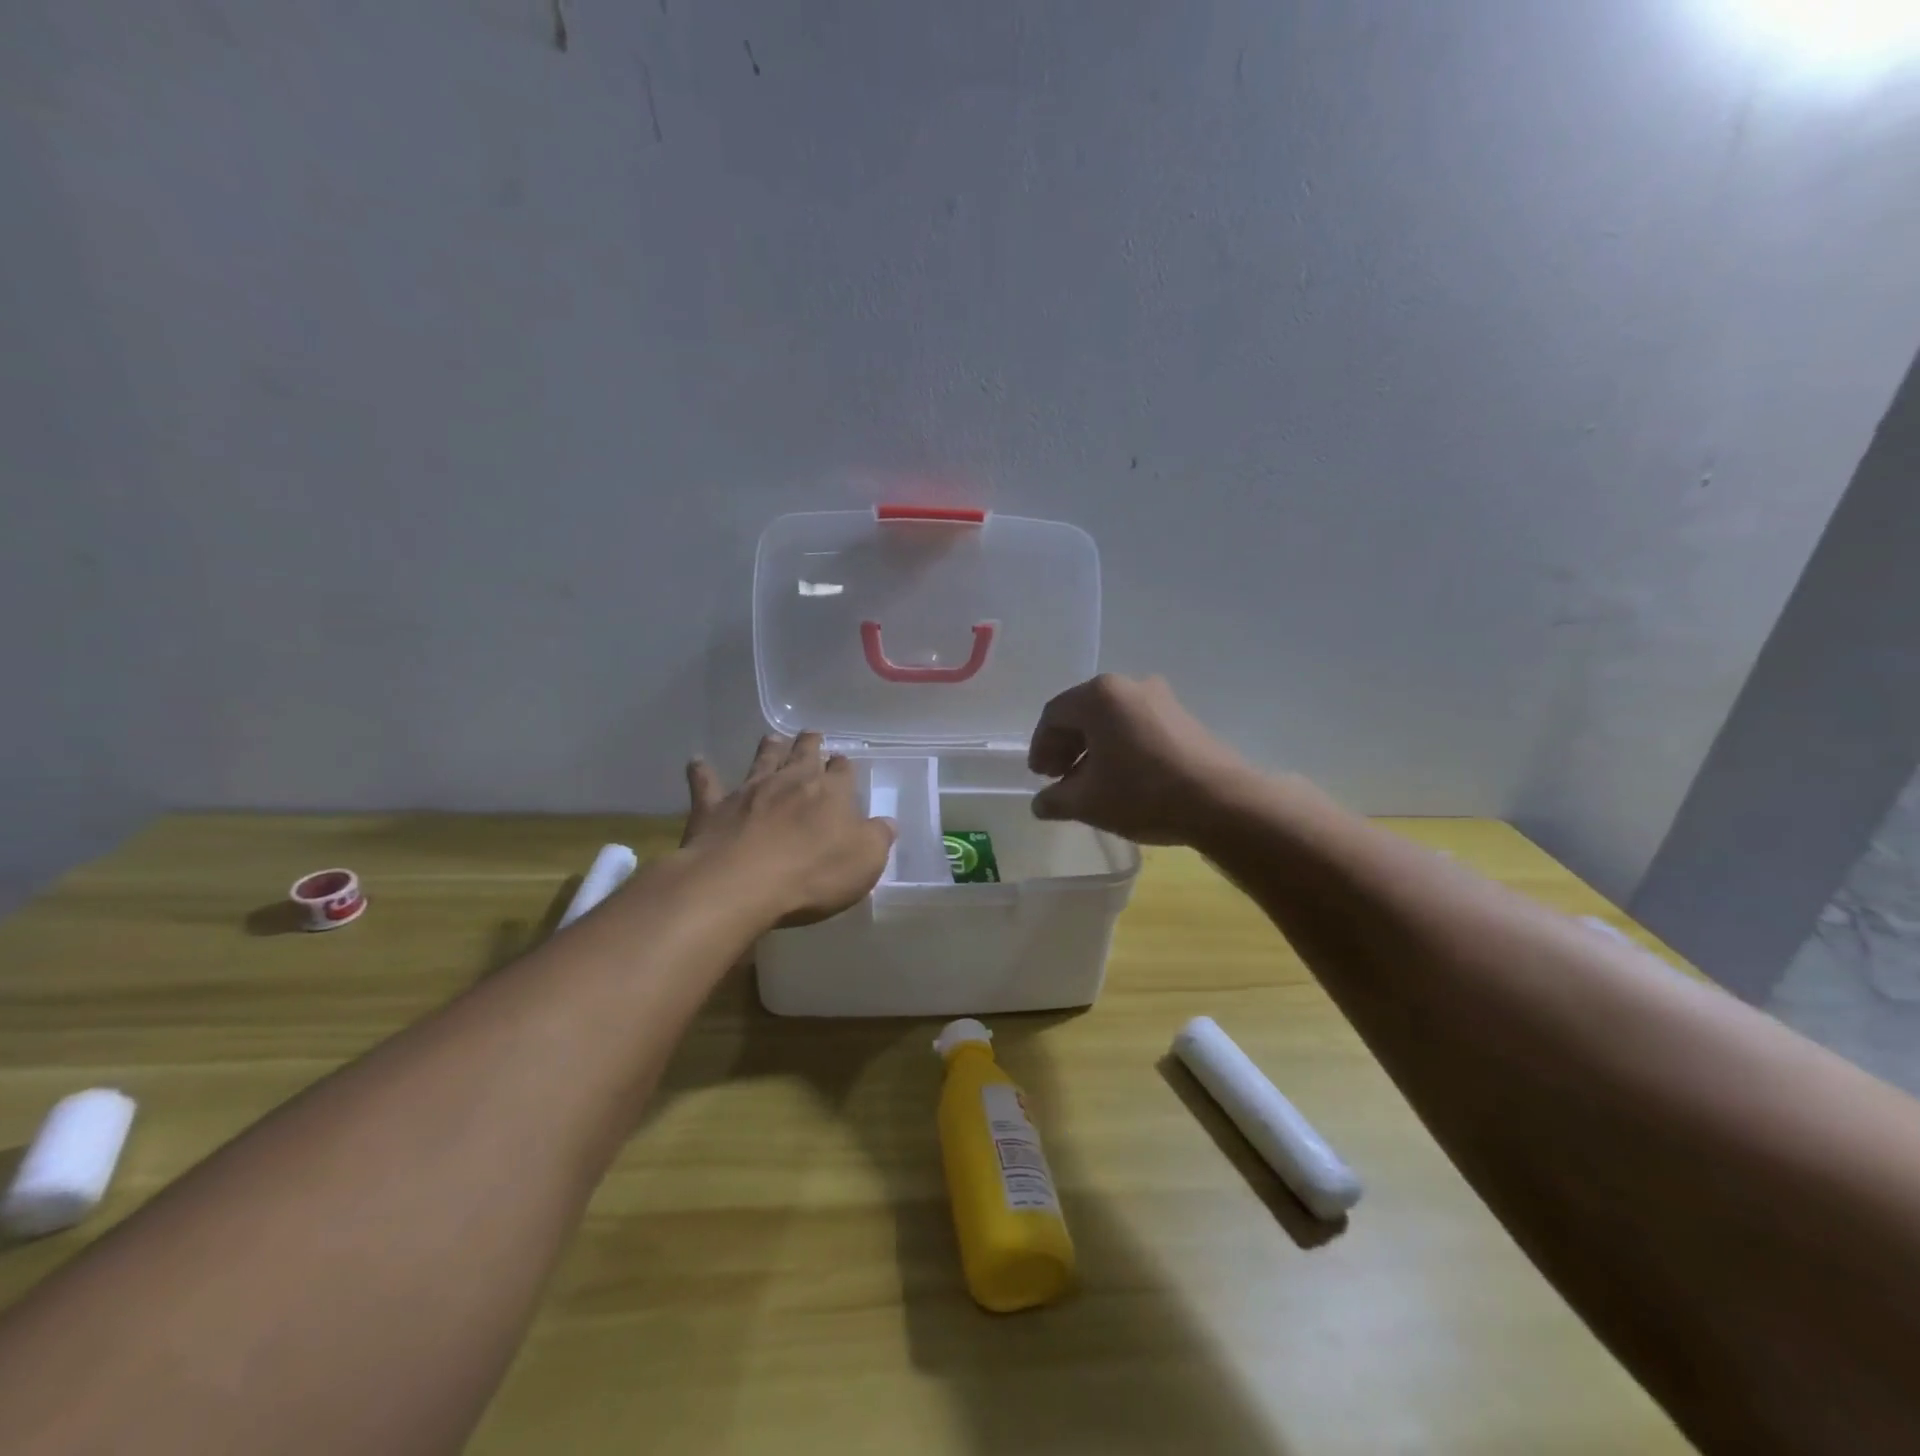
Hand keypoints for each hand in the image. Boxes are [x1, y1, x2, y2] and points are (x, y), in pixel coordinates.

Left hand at [682, 733, 895, 925]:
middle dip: (810, 744)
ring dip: (768, 749)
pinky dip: (702, 773)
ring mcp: (749, 791)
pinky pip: (706, 785)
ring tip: (771, 738)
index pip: (842, 771)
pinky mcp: (713, 808)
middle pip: (803, 754)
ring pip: (761, 760)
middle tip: (811, 736)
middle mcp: (790, 781)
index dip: (843, 767)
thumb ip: (877, 838)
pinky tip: (696, 762)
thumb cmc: (812, 874)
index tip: (843, 764)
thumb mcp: (864, 862)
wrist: (740, 882)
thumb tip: (887, 823)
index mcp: (831, 792)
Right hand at [1028, 674, 1250, 845]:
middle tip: (1059, 779)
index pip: (1053, 715)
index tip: (1040, 777)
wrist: (1221, 801)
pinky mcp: (1183, 717)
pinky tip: (1122, 778)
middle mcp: (1129, 686)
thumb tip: (1040, 804)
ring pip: (1112, 720)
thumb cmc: (1142, 793)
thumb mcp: (1088, 802)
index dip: (1040, 747)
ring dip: (1093, 749)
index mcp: (1099, 696)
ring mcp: (1161, 699)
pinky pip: (1137, 726)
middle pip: (1083, 713)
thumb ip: (1055, 800)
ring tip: (1090, 783)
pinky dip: (1120, 747)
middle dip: (1066, 747)